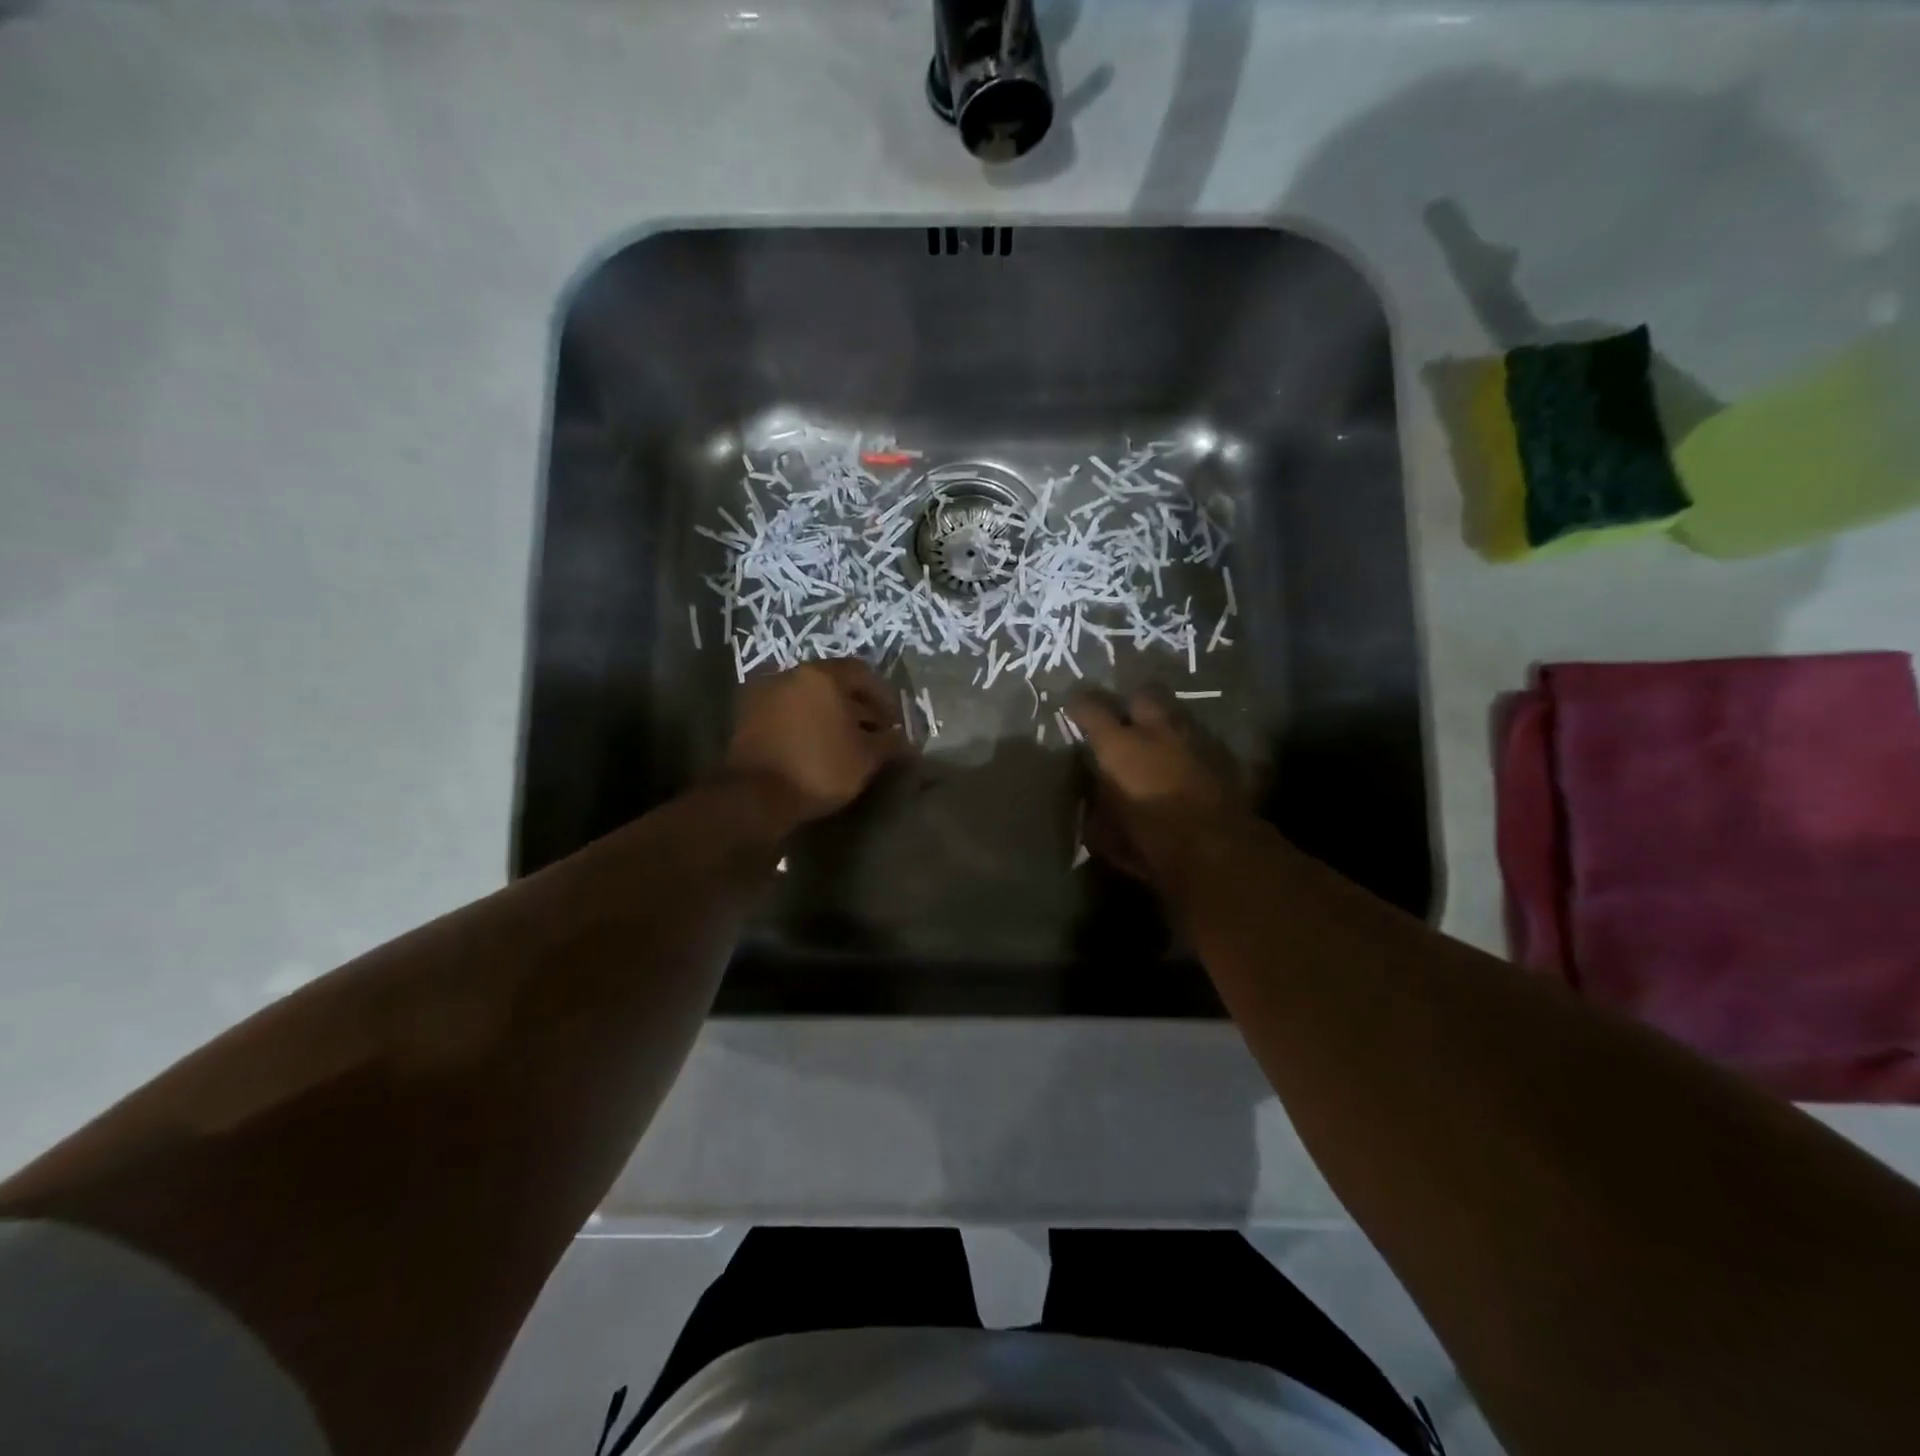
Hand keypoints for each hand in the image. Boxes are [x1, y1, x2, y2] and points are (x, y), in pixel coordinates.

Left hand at [724, 659, 909, 829]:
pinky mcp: (747, 717)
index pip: (863, 673)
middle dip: (858, 706)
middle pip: (834, 683)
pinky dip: (806, 724)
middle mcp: (790, 674)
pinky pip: (788, 713)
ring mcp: (764, 694)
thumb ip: (889, 742)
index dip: (885, 698)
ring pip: (808, 698)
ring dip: (830, 715)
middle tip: (873, 733)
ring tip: (845, 744)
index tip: (894, 724)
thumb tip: (902, 739)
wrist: (754, 797)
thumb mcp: (866, 758)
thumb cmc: (819, 769)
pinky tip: (816, 748)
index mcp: (822, 675)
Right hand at [1066, 686, 1241, 882]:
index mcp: (1119, 746)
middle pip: (1144, 694)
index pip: (1091, 706)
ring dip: (1166, 724)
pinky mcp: (1226, 757)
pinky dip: (1192, 749)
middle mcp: (1157, 730)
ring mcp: (1196, 739)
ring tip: (1160, 742)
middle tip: (1126, 721)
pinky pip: (1202, 740)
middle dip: (1133, 703)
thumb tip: (1095, 796)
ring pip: (1178, 714)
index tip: (1074, 709)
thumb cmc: (1150, 843)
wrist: (1219, 853)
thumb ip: (1095, 806)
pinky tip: (1189, 766)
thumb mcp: (1103, 834)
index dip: (1080, 705)